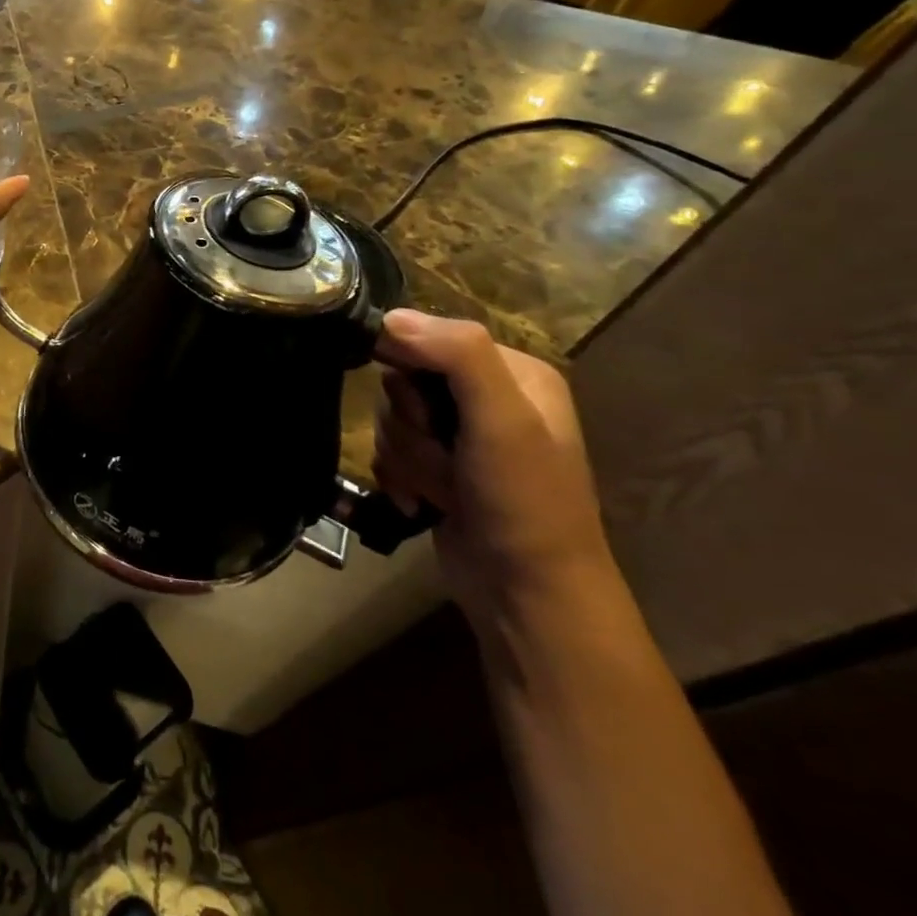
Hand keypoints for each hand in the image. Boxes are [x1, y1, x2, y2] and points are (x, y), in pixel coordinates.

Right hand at [374, 310, 612, 622]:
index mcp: (512, 372)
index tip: (427, 412)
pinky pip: (390, 453)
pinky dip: (398, 478)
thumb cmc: (523, 502)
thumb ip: (457, 355)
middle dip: (411, 425)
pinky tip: (420, 504)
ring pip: (391, 420)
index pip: (427, 337)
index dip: (410, 370)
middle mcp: (486, 398)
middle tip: (446, 458)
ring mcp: (460, 438)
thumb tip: (389, 318)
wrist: (527, 598)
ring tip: (442, 491)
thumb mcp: (503, 419)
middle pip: (403, 381)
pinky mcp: (438, 471)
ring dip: (407, 458)